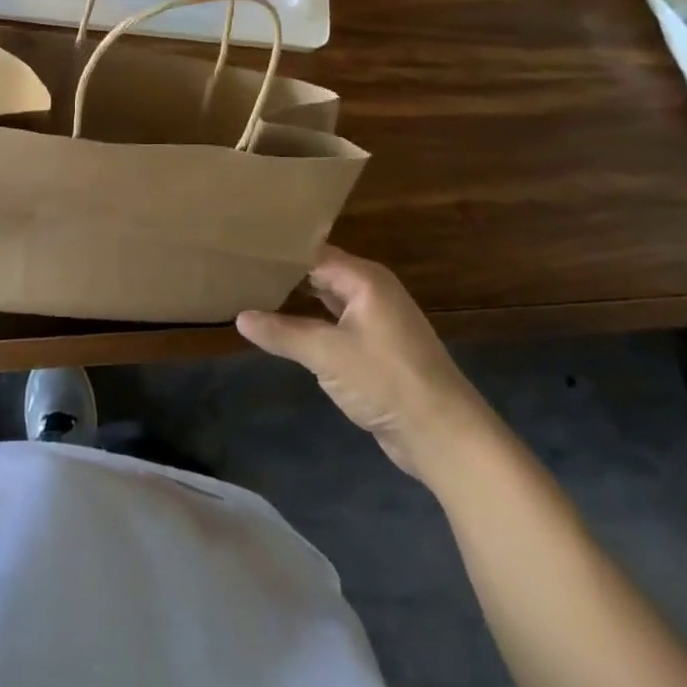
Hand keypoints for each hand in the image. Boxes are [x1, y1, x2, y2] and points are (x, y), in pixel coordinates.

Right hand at [237, 246, 488, 477]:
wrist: (446, 437)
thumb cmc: (387, 381)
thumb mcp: (327, 354)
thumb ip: (282, 333)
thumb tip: (239, 317)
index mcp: (364, 278)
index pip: (312, 252)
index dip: (279, 251)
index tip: (242, 249)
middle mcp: (372, 291)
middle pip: (320, 272)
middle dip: (284, 273)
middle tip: (240, 269)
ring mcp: (376, 320)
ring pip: (327, 300)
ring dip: (296, 300)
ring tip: (252, 292)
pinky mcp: (377, 348)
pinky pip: (335, 324)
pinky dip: (311, 323)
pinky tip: (283, 328)